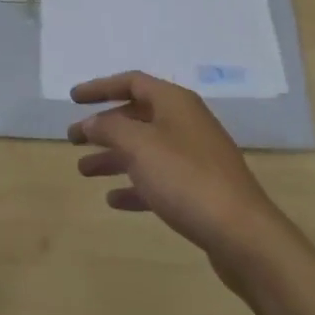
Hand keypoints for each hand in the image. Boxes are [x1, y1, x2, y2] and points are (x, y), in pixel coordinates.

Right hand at [67, 71, 289, 268]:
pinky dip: (135, 185)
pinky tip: (114, 200)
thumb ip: (110, 129)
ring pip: (145, 149)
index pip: (132, 82)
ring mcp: (195, 156)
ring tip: (84, 170)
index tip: (73, 99)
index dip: (100, 88)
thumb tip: (91, 122)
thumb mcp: (140, 146)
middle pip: (137, 116)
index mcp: (174, 102)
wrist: (241, 232)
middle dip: (104, 126)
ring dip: (114, 157)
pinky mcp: (199, 189)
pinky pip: (158, 179)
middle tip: (73, 139)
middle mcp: (185, 122)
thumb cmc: (185, 178)